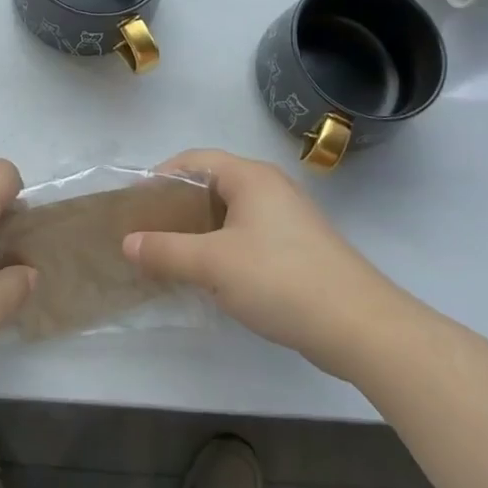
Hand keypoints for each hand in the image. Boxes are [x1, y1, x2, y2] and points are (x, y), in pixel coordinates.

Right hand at [123, 149, 405, 378]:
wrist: (360, 326)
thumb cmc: (280, 279)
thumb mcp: (212, 264)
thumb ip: (165, 251)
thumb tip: (127, 243)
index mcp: (250, 177)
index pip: (194, 160)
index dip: (160, 177)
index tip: (136, 205)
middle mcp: (270, 189)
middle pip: (211, 186)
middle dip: (176, 208)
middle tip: (147, 233)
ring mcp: (288, 219)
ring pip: (229, 215)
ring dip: (198, 232)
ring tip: (170, 257)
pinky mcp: (298, 249)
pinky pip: (247, 237)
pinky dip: (222, 249)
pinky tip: (210, 278)